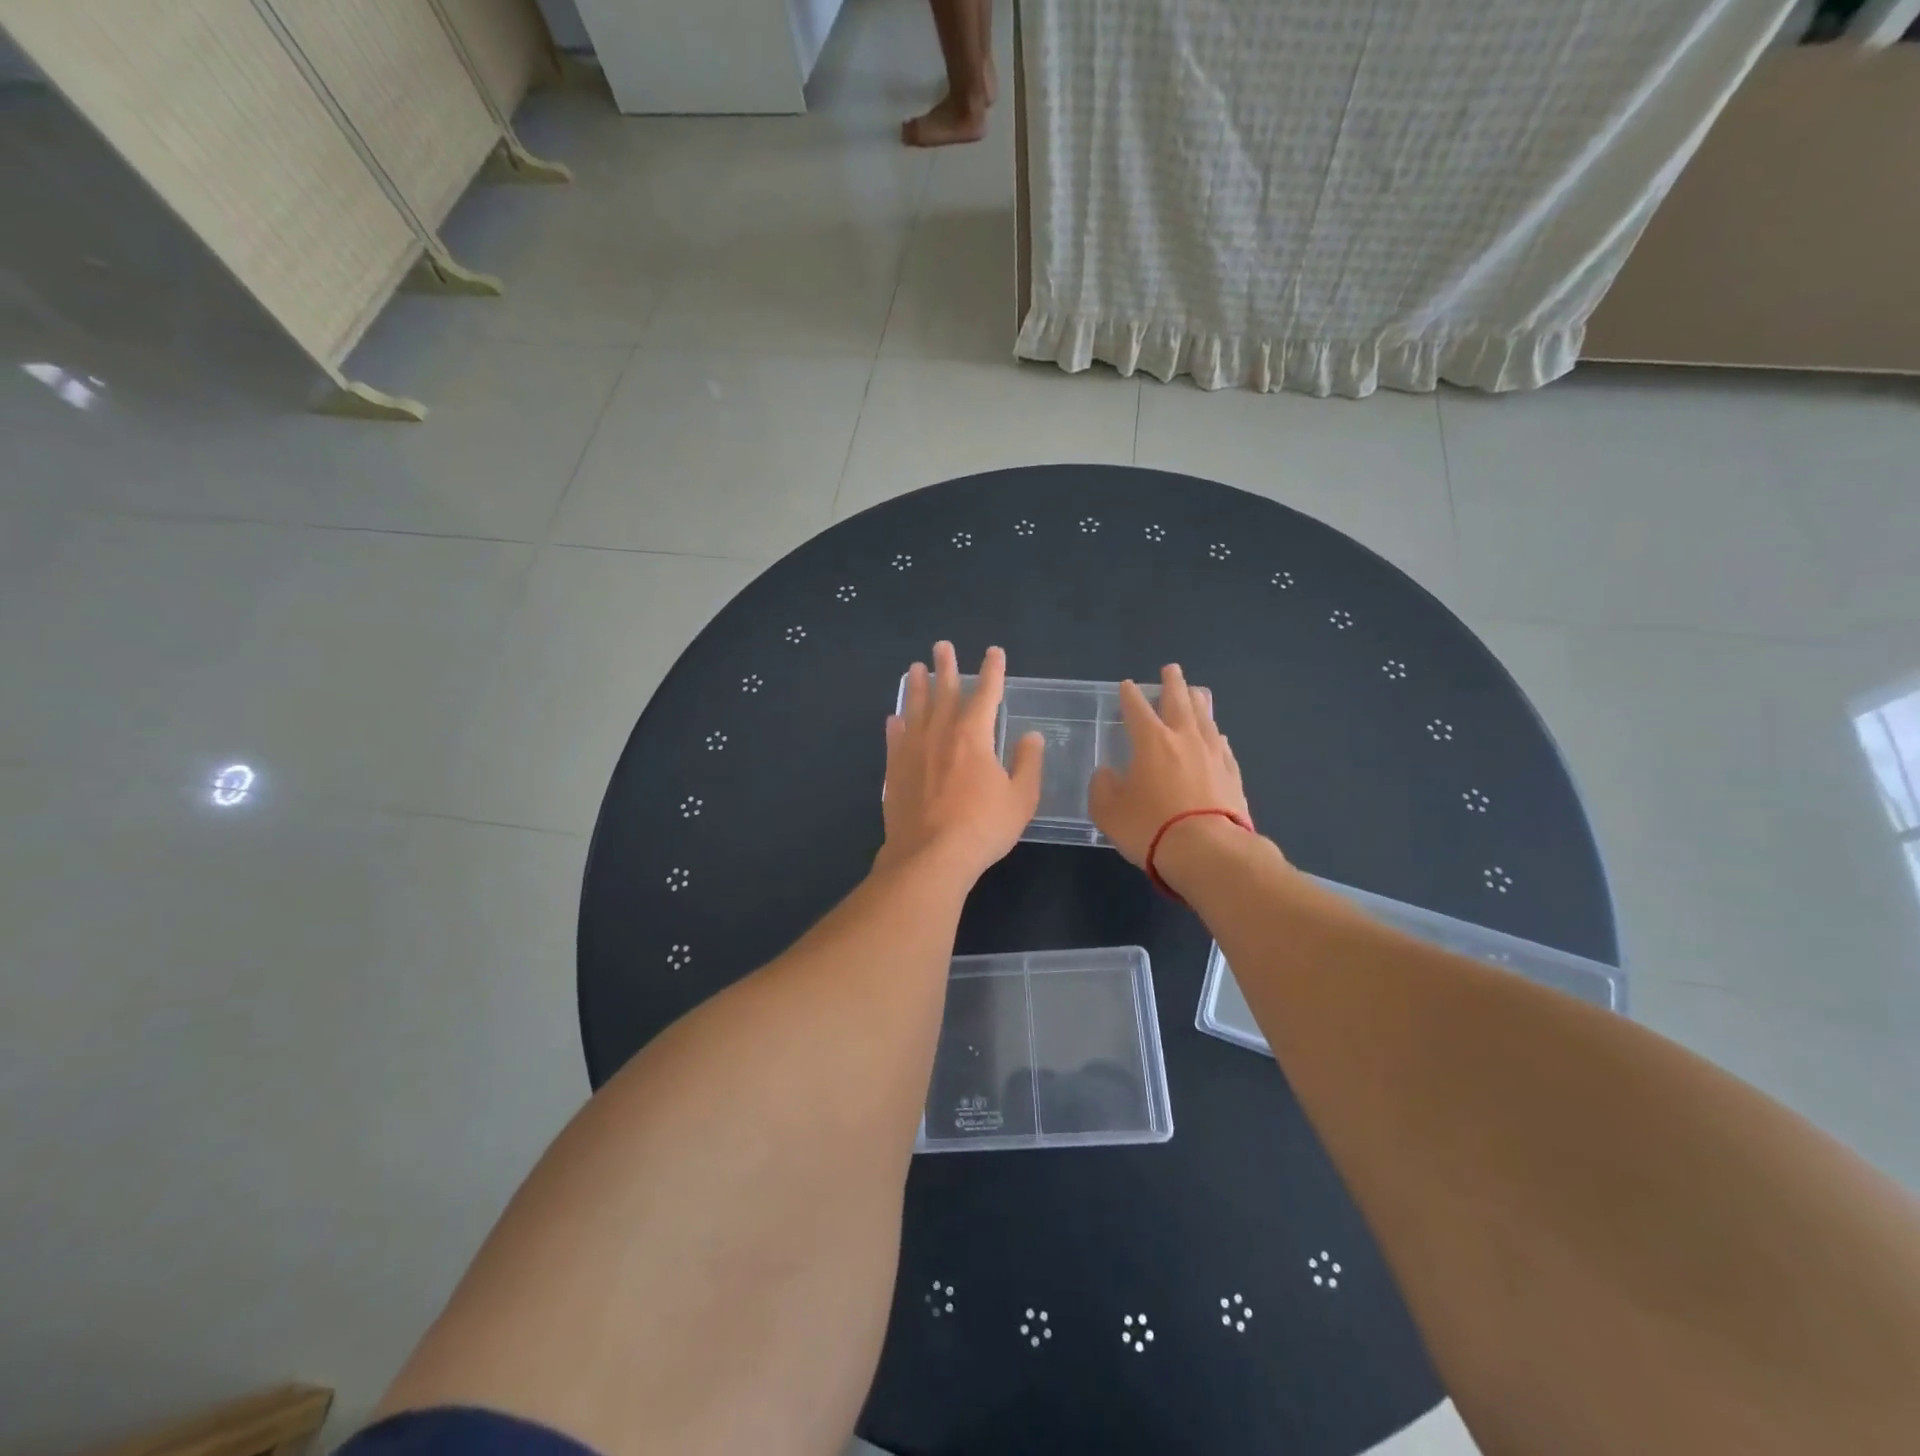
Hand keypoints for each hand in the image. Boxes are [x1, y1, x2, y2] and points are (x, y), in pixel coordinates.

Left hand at [879, 642, 1042, 882]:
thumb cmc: (982, 827)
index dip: (992, 671)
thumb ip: (1027, 763)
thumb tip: (1031, 736)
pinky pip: (895, 739)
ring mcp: (913, 752)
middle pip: (944, 692)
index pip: (987, 694)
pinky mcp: (895, 772)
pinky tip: (895, 718)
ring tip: (914, 669)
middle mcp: (940, 734)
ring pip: (915, 710)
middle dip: (946, 667)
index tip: (994, 652)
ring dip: (917, 687)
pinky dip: (897, 725)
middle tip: (942, 646)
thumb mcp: (1020, 798)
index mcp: (973, 736)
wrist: (929, 857)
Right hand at [1088, 663, 1251, 868]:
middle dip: (1172, 684)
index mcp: (1151, 742)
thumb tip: (1107, 774)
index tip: (1127, 685)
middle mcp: (1184, 739)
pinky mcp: (1233, 775)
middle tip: (1171, 669)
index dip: (1130, 695)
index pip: (1137, 709)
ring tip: (1197, 692)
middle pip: (1178, 702)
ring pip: (1206, 718)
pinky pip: (1222, 745)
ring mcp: (1213, 755)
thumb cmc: (1151, 827)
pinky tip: (1218, 734)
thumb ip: (1103, 787)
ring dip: (1199, 702)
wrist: (1208, 851)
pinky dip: (1216, 735)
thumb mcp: (1109, 812)